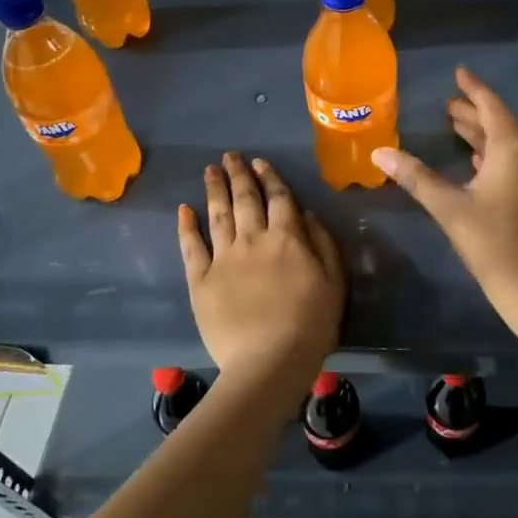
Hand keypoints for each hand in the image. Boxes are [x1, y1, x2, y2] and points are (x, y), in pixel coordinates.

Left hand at [177, 152, 343, 398]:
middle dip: (238, 174)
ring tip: (210, 170)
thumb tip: (306, 213)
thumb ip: (322, 243)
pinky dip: (186, 226)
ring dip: (214, 190)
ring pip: (218, 215)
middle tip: (230, 156)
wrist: (269, 361)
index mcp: (287, 238)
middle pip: (245, 199)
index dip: (270, 178)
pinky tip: (184, 209)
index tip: (260, 162)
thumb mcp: (333, 281)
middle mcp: (253, 239)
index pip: (278, 199)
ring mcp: (223, 258)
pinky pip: (191, 247)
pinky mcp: (201, 280)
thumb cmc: (310, 324)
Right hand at [372, 66, 517, 339]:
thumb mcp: (449, 208)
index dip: (473, 89)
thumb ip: (416, 176)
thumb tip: (379, 153)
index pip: (492, 107)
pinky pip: (517, 162)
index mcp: (514, 150)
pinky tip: (478, 162)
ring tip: (456, 127)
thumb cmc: (492, 244)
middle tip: (447, 106)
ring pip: (509, 145)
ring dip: (483, 136)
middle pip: (501, 125)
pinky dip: (495, 156)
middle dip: (473, 114)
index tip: (459, 72)